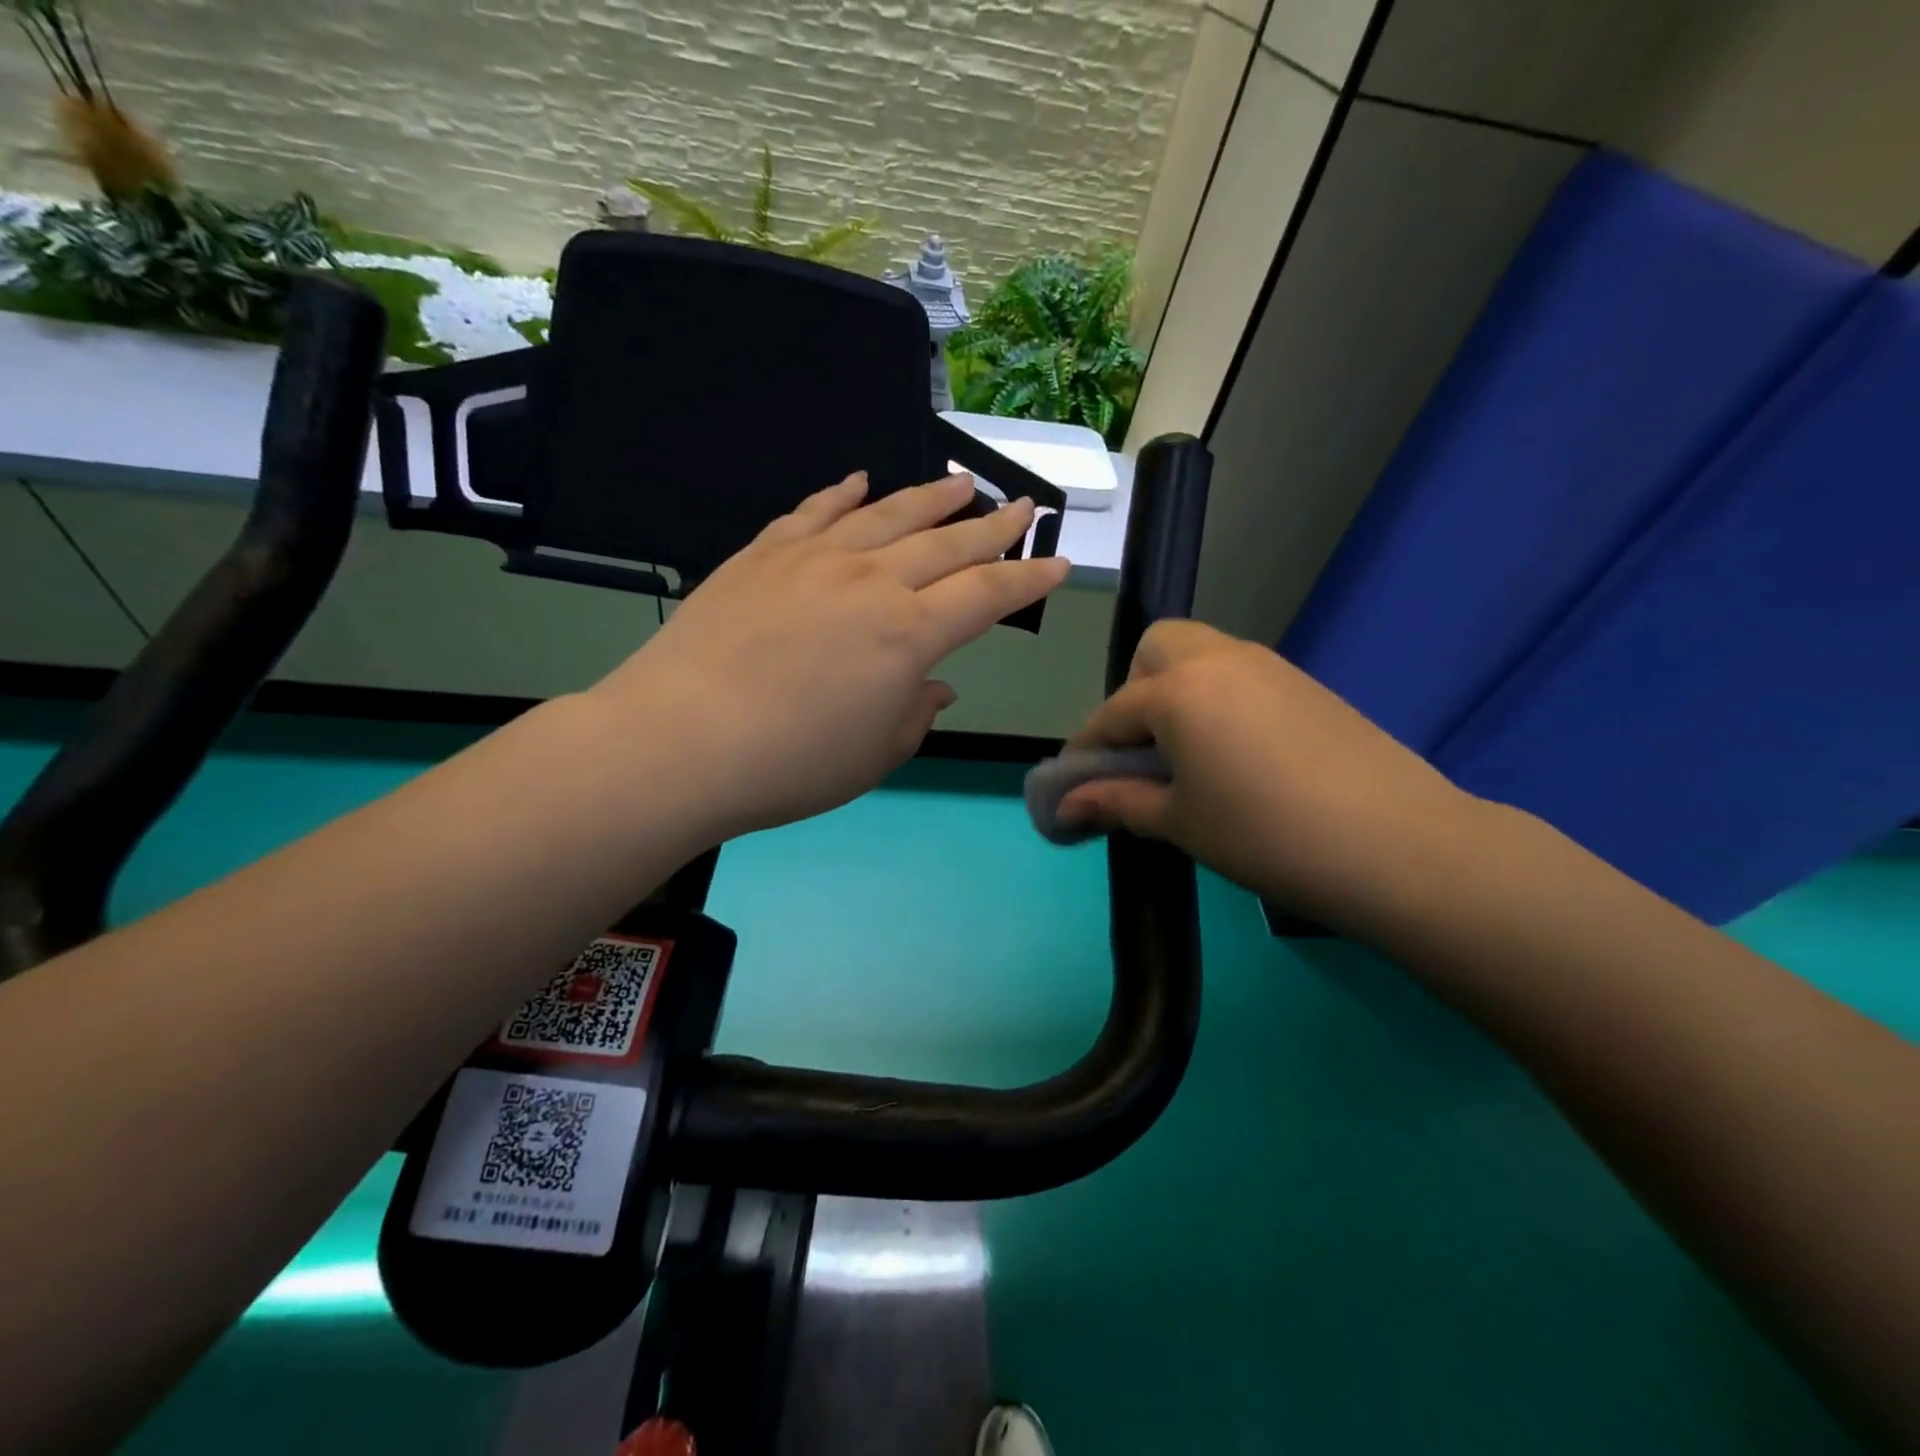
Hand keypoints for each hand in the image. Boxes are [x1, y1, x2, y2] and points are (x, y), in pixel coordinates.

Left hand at [590, 473, 1067, 839]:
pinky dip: (841, 493)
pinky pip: (812, 511)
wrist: (681, 740)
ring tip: (960, 481)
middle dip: (992, 526)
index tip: (1057, 564)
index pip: (986, 595)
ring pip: (886, 515)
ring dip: (929, 497)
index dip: (1026, 580)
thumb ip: (915, 713)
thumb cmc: (791, 764)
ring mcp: (814, 559)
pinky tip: (859, 480)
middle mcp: (871, 581)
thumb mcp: (875, 755)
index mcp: (909, 634)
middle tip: (1022, 506)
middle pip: (946, 543)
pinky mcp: (763, 554)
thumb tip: (935, 684)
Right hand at [1057, 620, 1483, 931]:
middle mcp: (1219, 659)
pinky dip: (1218, 700)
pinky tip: (1237, 756)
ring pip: (1201, 655)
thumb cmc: (1266, 834)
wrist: (1398, 844)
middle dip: (1134, 693)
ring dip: (1176, 692)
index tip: (1075, 789)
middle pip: (1156, 649)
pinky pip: (1240, 675)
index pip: (1112, 713)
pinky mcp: (1306, 684)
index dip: (1087, 752)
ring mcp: (1269, 666)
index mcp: (1178, 690)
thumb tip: (1064, 806)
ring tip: (1188, 757)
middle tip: (1144, 752)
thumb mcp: (1180, 822)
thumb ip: (1116, 802)